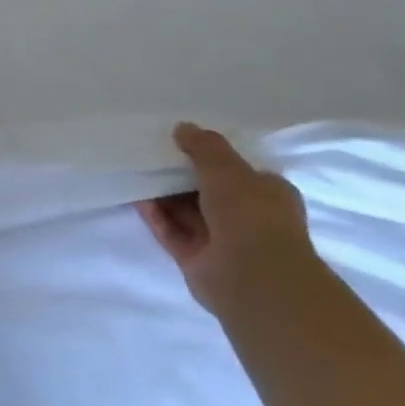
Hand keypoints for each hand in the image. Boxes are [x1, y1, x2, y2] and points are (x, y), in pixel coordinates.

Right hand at [134, 122, 320, 317]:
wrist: (253, 277)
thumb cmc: (251, 213)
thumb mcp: (227, 167)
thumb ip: (204, 145)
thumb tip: (182, 128)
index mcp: (268, 194)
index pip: (240, 171)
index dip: (213, 157)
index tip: (183, 142)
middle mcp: (247, 218)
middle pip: (208, 191)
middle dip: (181, 174)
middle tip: (153, 153)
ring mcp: (220, 241)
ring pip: (186, 212)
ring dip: (164, 194)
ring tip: (137, 170)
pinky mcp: (196, 259)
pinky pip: (171, 231)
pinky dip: (155, 216)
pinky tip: (136, 197)